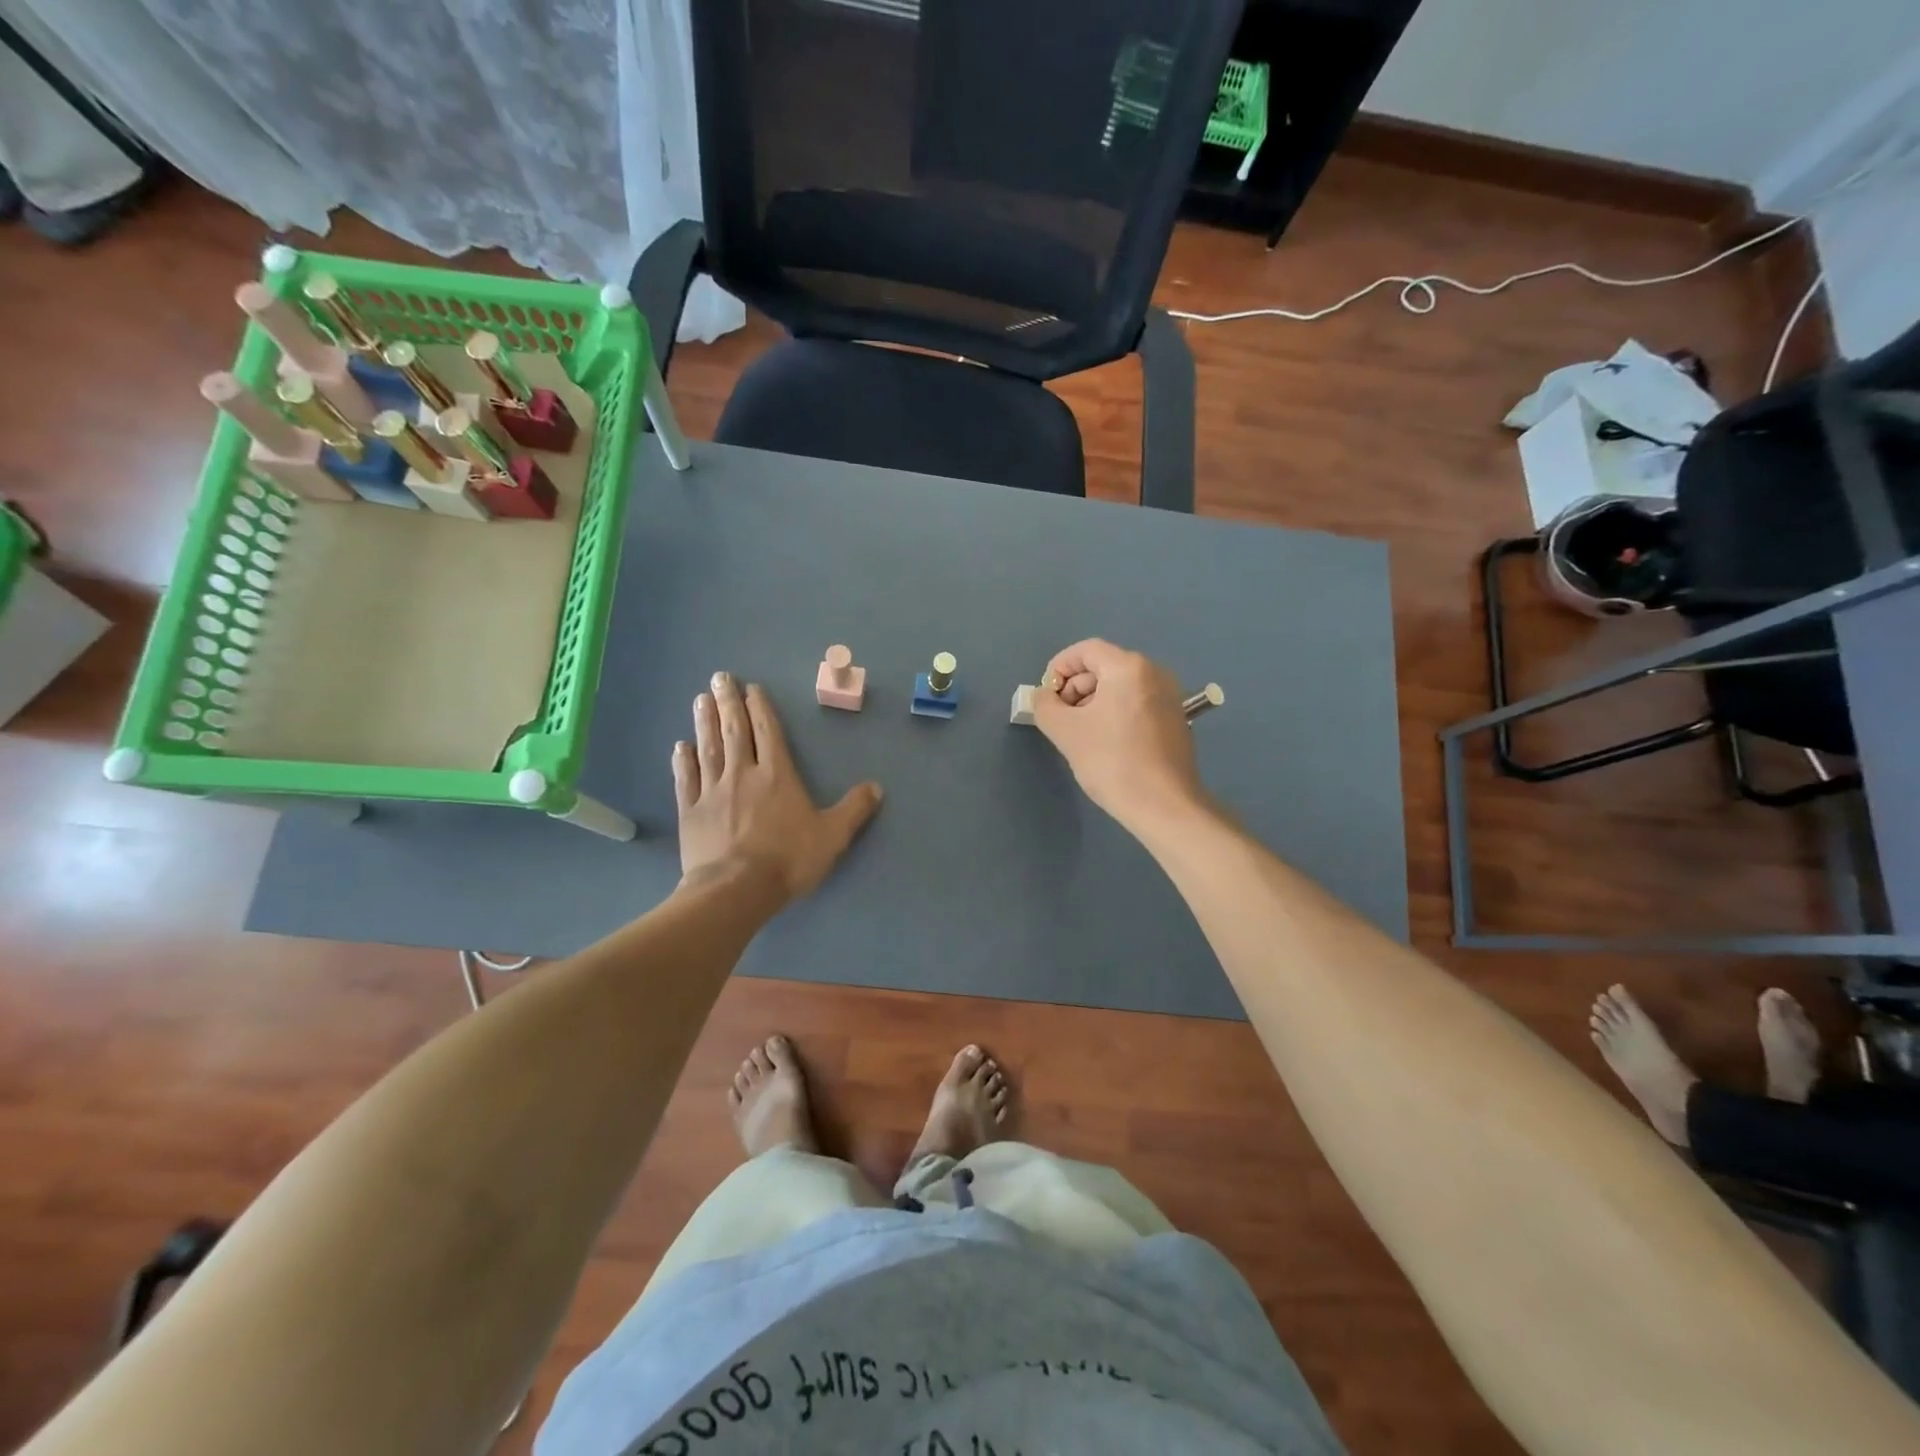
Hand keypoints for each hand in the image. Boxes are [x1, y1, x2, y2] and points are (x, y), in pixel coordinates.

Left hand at [673, 672, 882, 899]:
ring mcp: (712, 792)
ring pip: (708, 748)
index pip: (768, 733)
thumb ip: (854, 809)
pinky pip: (686, 780)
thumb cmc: (787, 859)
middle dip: (729, 703)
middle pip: (735, 731)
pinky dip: (683, 761)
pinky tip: (680, 746)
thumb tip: (877, 787)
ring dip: (704, 722)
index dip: (760, 708)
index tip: (750, 688)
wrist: (736, 889)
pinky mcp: (691, 812)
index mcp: (777, 776)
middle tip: (720, 677)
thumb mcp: (832, 836)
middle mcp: (742, 774)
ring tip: (700, 698)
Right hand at [1032, 639, 1207, 831]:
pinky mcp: (1176, 719)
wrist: (1164, 805)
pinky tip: (1104, 742)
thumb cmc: (1111, 761)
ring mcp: (1170, 696)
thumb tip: (1044, 696)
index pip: (1086, 650)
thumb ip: (1045, 705)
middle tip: (1059, 718)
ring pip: (1120, 686)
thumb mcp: (1065, 731)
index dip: (1059, 667)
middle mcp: (1154, 673)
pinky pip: (1136, 702)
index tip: (1046, 695)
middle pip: (1104, 666)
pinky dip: (1115, 712)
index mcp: (1129, 668)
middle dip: (1075, 688)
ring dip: (1093, 702)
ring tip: (1079, 733)